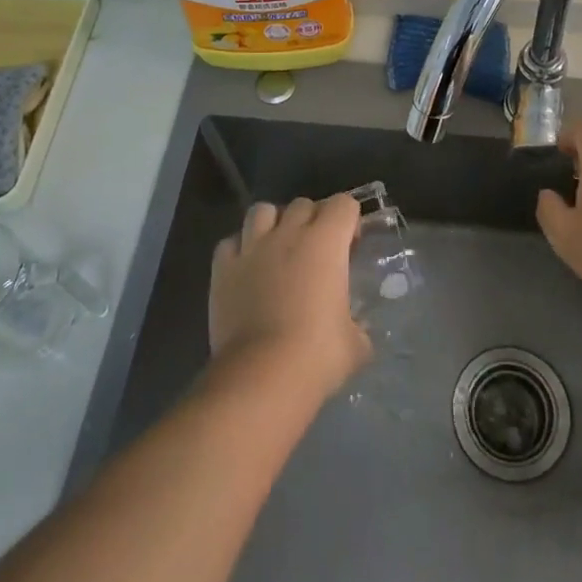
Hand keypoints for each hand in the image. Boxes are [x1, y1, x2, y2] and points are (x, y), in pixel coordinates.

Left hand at [209, 193, 370, 400]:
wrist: (261, 377)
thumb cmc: (316, 356)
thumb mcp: (355, 344)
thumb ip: (358, 326)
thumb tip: (358, 329)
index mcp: (326, 242)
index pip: (344, 204)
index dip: (350, 220)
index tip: (350, 246)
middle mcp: (288, 233)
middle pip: (303, 204)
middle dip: (313, 220)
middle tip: (317, 251)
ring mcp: (252, 247)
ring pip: (262, 211)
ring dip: (273, 223)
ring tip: (278, 249)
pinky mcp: (222, 268)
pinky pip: (231, 242)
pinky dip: (240, 249)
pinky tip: (247, 270)